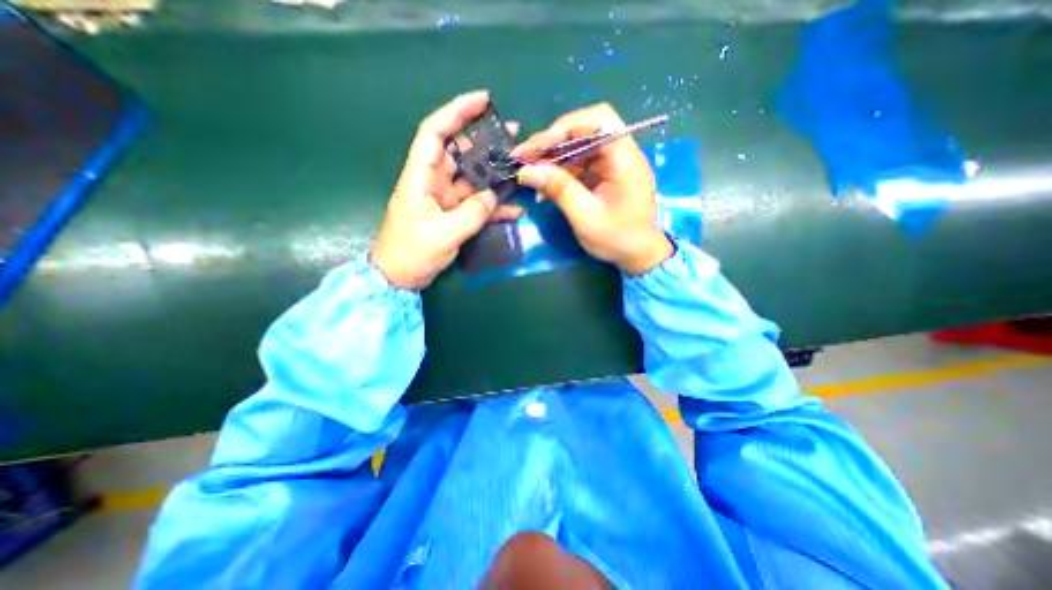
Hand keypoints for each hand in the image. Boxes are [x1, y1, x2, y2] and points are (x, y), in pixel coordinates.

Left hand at [372, 90, 522, 290]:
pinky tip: (515, 209)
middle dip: (486, 142)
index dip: (457, 111)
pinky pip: (477, 205)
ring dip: (495, 174)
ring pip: (473, 179)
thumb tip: (494, 196)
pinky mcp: (454, 216)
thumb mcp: (444, 233)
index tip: (483, 100)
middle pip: (460, 152)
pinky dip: (494, 206)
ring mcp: (445, 200)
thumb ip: (473, 212)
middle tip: (513, 137)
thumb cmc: (412, 253)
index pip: (435, 132)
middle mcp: (433, 182)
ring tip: (520, 168)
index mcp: (421, 176)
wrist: (399, 278)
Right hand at [513, 102, 672, 277]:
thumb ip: (559, 189)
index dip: (564, 127)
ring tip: (528, 175)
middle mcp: (619, 154)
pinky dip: (559, 174)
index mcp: (624, 158)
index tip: (536, 148)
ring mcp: (611, 165)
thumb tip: (526, 171)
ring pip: (576, 149)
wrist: (638, 256)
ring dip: (551, 160)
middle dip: (551, 143)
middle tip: (523, 159)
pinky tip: (543, 189)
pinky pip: (578, 167)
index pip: (597, 120)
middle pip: (583, 131)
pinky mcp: (603, 177)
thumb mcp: (585, 216)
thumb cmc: (618, 239)